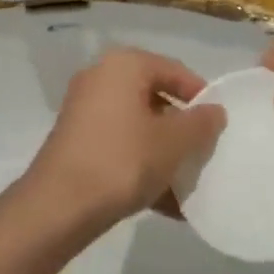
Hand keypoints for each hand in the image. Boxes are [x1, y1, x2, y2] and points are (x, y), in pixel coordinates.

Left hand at [19, 49, 224, 231]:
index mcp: (125, 65)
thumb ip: (201, 124)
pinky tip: (164, 203)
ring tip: (186, 186)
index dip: (201, 97)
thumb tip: (215, 111)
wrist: (55, 209)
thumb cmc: (121, 160)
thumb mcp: (173, 143)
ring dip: (163, 153)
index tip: (218, 127)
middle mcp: (102, 77)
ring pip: (138, 126)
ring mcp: (84, 110)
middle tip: (202, 155)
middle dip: (181, 130)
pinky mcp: (75, 142)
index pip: (175, 71)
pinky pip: (119, 146)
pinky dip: (141, 165)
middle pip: (156, 98)